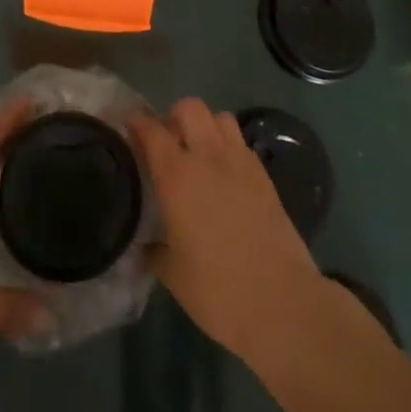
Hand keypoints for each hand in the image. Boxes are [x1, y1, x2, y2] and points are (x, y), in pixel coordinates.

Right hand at [129, 99, 326, 362]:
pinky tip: (224, 174)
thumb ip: (155, 251)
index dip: (136, 121)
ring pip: (219, 117)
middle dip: (174, 116)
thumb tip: (145, 246)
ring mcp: (240, 162)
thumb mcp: (174, 276)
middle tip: (167, 142)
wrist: (283, 304)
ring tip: (198, 152)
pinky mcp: (264, 176)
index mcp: (177, 175)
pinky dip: (228, 146)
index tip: (127, 124)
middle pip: (189, 107)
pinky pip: (241, 142)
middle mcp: (207, 157)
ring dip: (205, 126)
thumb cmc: (218, 291)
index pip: (151, 129)